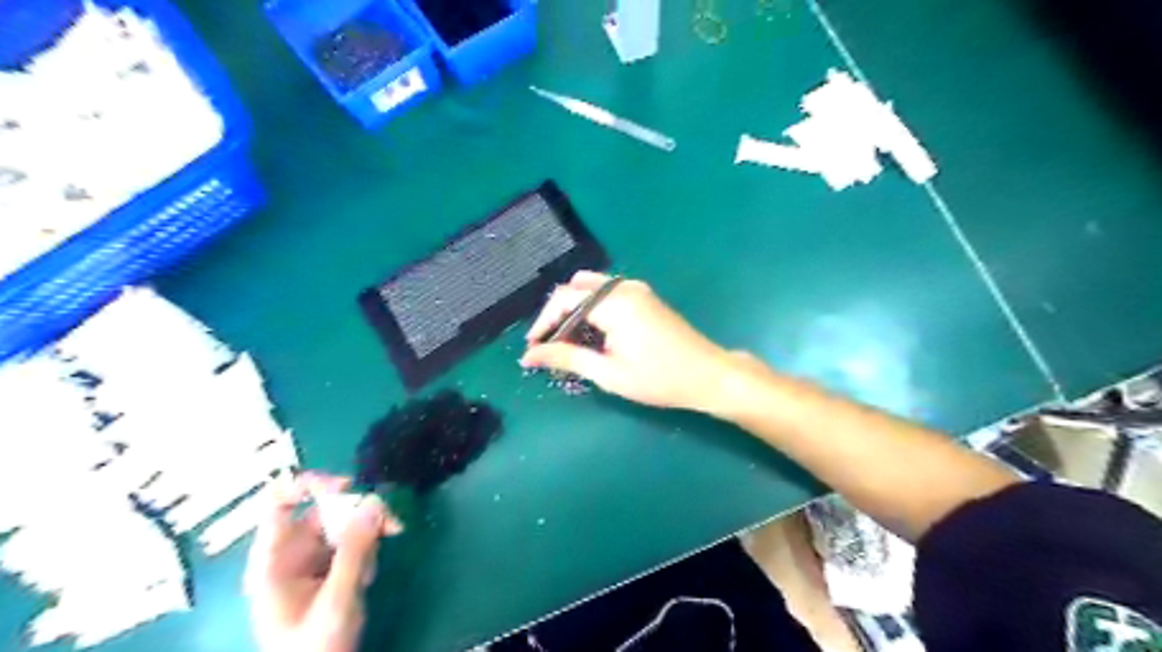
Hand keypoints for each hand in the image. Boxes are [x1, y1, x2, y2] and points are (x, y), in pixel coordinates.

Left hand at [245, 474, 405, 651]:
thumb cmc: (315, 648)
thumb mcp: (337, 600)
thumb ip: (356, 550)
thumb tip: (375, 501)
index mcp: (272, 559)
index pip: (279, 501)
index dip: (309, 484)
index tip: (347, 486)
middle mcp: (289, 554)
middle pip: (323, 511)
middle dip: (358, 513)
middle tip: (391, 523)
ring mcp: (309, 562)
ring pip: (342, 525)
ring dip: (366, 535)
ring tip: (373, 569)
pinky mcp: (327, 570)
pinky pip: (350, 543)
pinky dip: (366, 549)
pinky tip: (370, 575)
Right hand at [524, 274, 732, 409]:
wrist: (708, 375)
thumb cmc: (659, 379)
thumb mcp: (609, 373)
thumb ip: (567, 358)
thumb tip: (530, 355)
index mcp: (615, 303)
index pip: (564, 299)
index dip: (543, 321)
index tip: (532, 347)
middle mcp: (624, 287)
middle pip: (576, 288)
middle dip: (557, 314)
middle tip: (548, 345)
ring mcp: (637, 289)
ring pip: (591, 288)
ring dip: (574, 310)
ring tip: (567, 341)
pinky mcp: (644, 296)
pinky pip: (607, 293)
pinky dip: (591, 308)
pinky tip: (591, 334)